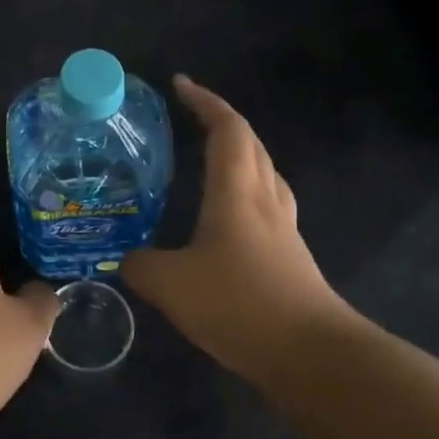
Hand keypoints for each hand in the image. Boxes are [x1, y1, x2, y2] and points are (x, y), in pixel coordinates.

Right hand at [123, 75, 357, 382]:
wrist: (311, 354)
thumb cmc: (239, 304)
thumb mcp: (171, 284)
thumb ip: (141, 265)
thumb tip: (127, 260)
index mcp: (237, 192)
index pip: (227, 129)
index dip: (205, 101)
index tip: (180, 84)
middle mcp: (264, 200)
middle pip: (251, 144)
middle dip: (223, 122)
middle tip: (192, 117)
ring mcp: (283, 229)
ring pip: (264, 173)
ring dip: (240, 154)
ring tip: (210, 159)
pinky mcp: (290, 257)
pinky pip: (266, 206)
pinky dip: (245, 193)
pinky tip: (227, 220)